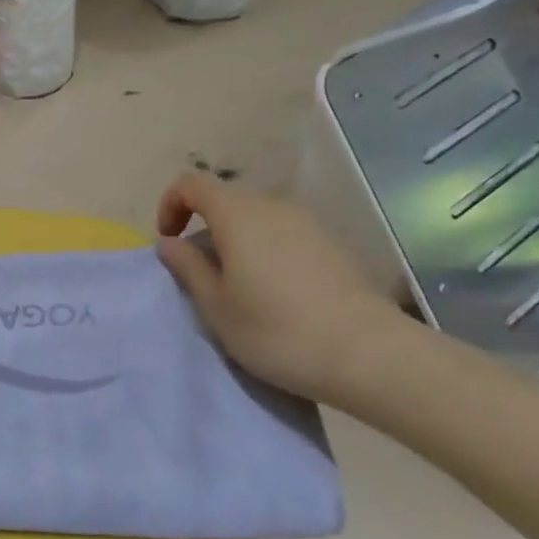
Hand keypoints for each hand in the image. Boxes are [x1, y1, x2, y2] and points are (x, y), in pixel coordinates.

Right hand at [155, 172, 398, 404]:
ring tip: (239, 287)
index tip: (169, 242)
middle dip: (204, 228)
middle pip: (226, 200)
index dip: (170, 204)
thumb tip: (170, 243)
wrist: (368, 353)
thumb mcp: (216, 306)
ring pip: (257, 218)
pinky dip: (267, 251)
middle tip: (201, 274)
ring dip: (237, 242)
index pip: (191, 184)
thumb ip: (188, 267)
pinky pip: (285, 234)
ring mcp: (308, 223)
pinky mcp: (333, 244)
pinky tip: (277, 293)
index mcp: (237, 215)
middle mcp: (272, 207)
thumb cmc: (276, 330)